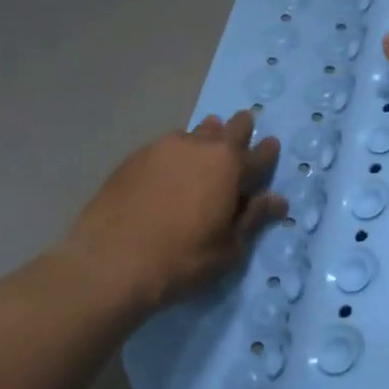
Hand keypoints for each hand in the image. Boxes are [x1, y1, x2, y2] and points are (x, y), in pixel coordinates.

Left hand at [56, 111, 285, 316]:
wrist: (111, 261)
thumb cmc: (183, 257)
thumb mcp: (229, 246)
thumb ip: (253, 217)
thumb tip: (277, 200)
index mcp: (230, 165)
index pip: (259, 154)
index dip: (267, 152)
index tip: (272, 145)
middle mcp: (200, 147)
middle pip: (227, 129)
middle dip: (239, 128)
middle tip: (244, 126)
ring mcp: (163, 148)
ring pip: (194, 134)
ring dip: (206, 136)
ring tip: (207, 142)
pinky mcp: (134, 158)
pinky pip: (165, 148)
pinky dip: (176, 153)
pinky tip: (171, 167)